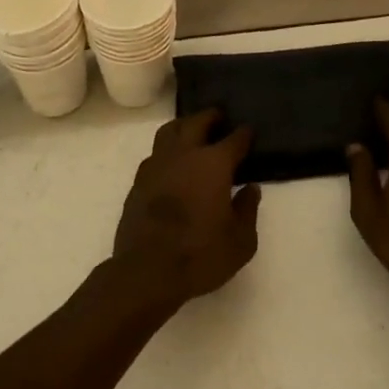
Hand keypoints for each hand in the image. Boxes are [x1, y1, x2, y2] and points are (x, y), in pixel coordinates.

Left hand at [112, 110, 260, 306]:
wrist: (147, 271)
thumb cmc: (201, 255)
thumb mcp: (241, 241)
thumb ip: (248, 210)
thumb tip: (250, 188)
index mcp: (213, 164)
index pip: (234, 140)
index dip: (243, 134)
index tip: (249, 131)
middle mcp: (184, 155)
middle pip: (196, 122)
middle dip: (210, 117)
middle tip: (219, 117)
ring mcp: (156, 165)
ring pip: (169, 132)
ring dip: (183, 126)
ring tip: (191, 130)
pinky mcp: (138, 181)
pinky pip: (154, 154)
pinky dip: (166, 151)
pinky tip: (171, 162)